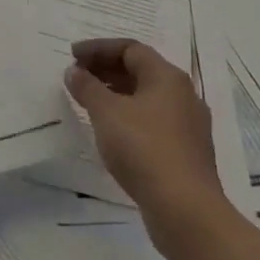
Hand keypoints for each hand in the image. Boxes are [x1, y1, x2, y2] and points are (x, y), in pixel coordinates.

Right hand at [65, 39, 232, 258]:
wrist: (186, 211)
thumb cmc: (144, 149)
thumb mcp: (106, 112)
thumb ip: (87, 87)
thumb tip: (74, 71)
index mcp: (167, 78)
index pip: (130, 49)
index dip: (98, 48)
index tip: (72, 56)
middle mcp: (183, 95)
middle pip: (140, 71)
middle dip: (106, 69)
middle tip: (77, 76)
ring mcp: (188, 126)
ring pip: (146, 97)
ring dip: (116, 93)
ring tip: (88, 102)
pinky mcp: (186, 152)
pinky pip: (152, 121)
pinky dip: (128, 116)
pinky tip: (110, 131)